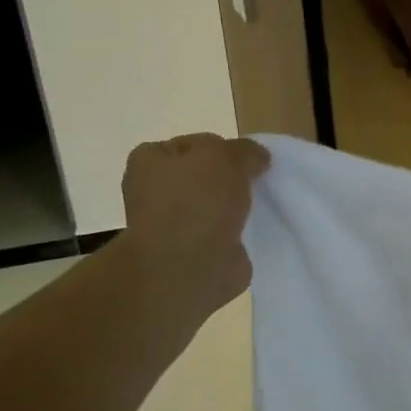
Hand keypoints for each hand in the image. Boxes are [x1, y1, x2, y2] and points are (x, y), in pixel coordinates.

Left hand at [120, 133, 269, 317]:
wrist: (190, 266)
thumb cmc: (197, 201)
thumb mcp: (225, 156)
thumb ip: (244, 150)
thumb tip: (258, 158)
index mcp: (150, 160)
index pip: (194, 144)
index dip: (224, 148)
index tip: (248, 161)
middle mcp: (155, 190)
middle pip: (205, 175)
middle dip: (232, 178)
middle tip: (257, 183)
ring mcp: (174, 223)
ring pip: (215, 204)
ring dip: (236, 206)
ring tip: (260, 207)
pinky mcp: (194, 251)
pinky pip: (223, 232)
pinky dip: (239, 232)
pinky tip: (255, 230)